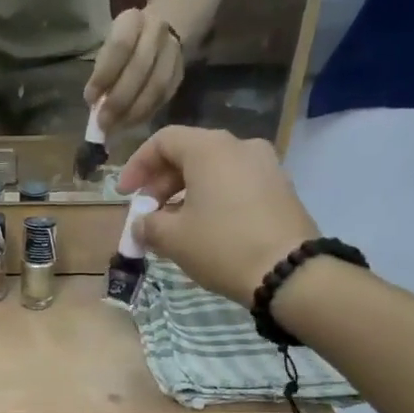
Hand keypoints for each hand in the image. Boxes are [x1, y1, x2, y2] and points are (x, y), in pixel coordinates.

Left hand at [87, 7, 184, 132]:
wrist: (158, 33)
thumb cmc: (123, 47)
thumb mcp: (107, 49)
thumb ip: (102, 73)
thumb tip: (95, 104)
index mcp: (132, 20)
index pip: (119, 47)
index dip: (104, 76)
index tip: (90, 99)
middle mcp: (157, 31)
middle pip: (140, 68)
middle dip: (119, 100)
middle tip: (103, 122)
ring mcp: (174, 51)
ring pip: (157, 85)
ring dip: (135, 111)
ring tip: (117, 127)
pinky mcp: (180, 72)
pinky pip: (165, 96)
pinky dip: (146, 113)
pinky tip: (131, 123)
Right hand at [119, 126, 320, 306]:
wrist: (288, 271)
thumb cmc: (222, 246)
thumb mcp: (173, 238)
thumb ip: (148, 224)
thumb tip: (142, 223)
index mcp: (210, 149)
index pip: (164, 141)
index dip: (137, 165)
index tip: (125, 195)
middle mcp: (239, 146)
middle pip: (190, 153)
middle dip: (161, 183)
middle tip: (147, 213)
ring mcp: (265, 165)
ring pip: (213, 170)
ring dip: (186, 193)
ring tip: (172, 225)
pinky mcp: (280, 188)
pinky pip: (235, 184)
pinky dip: (212, 198)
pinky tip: (204, 228)